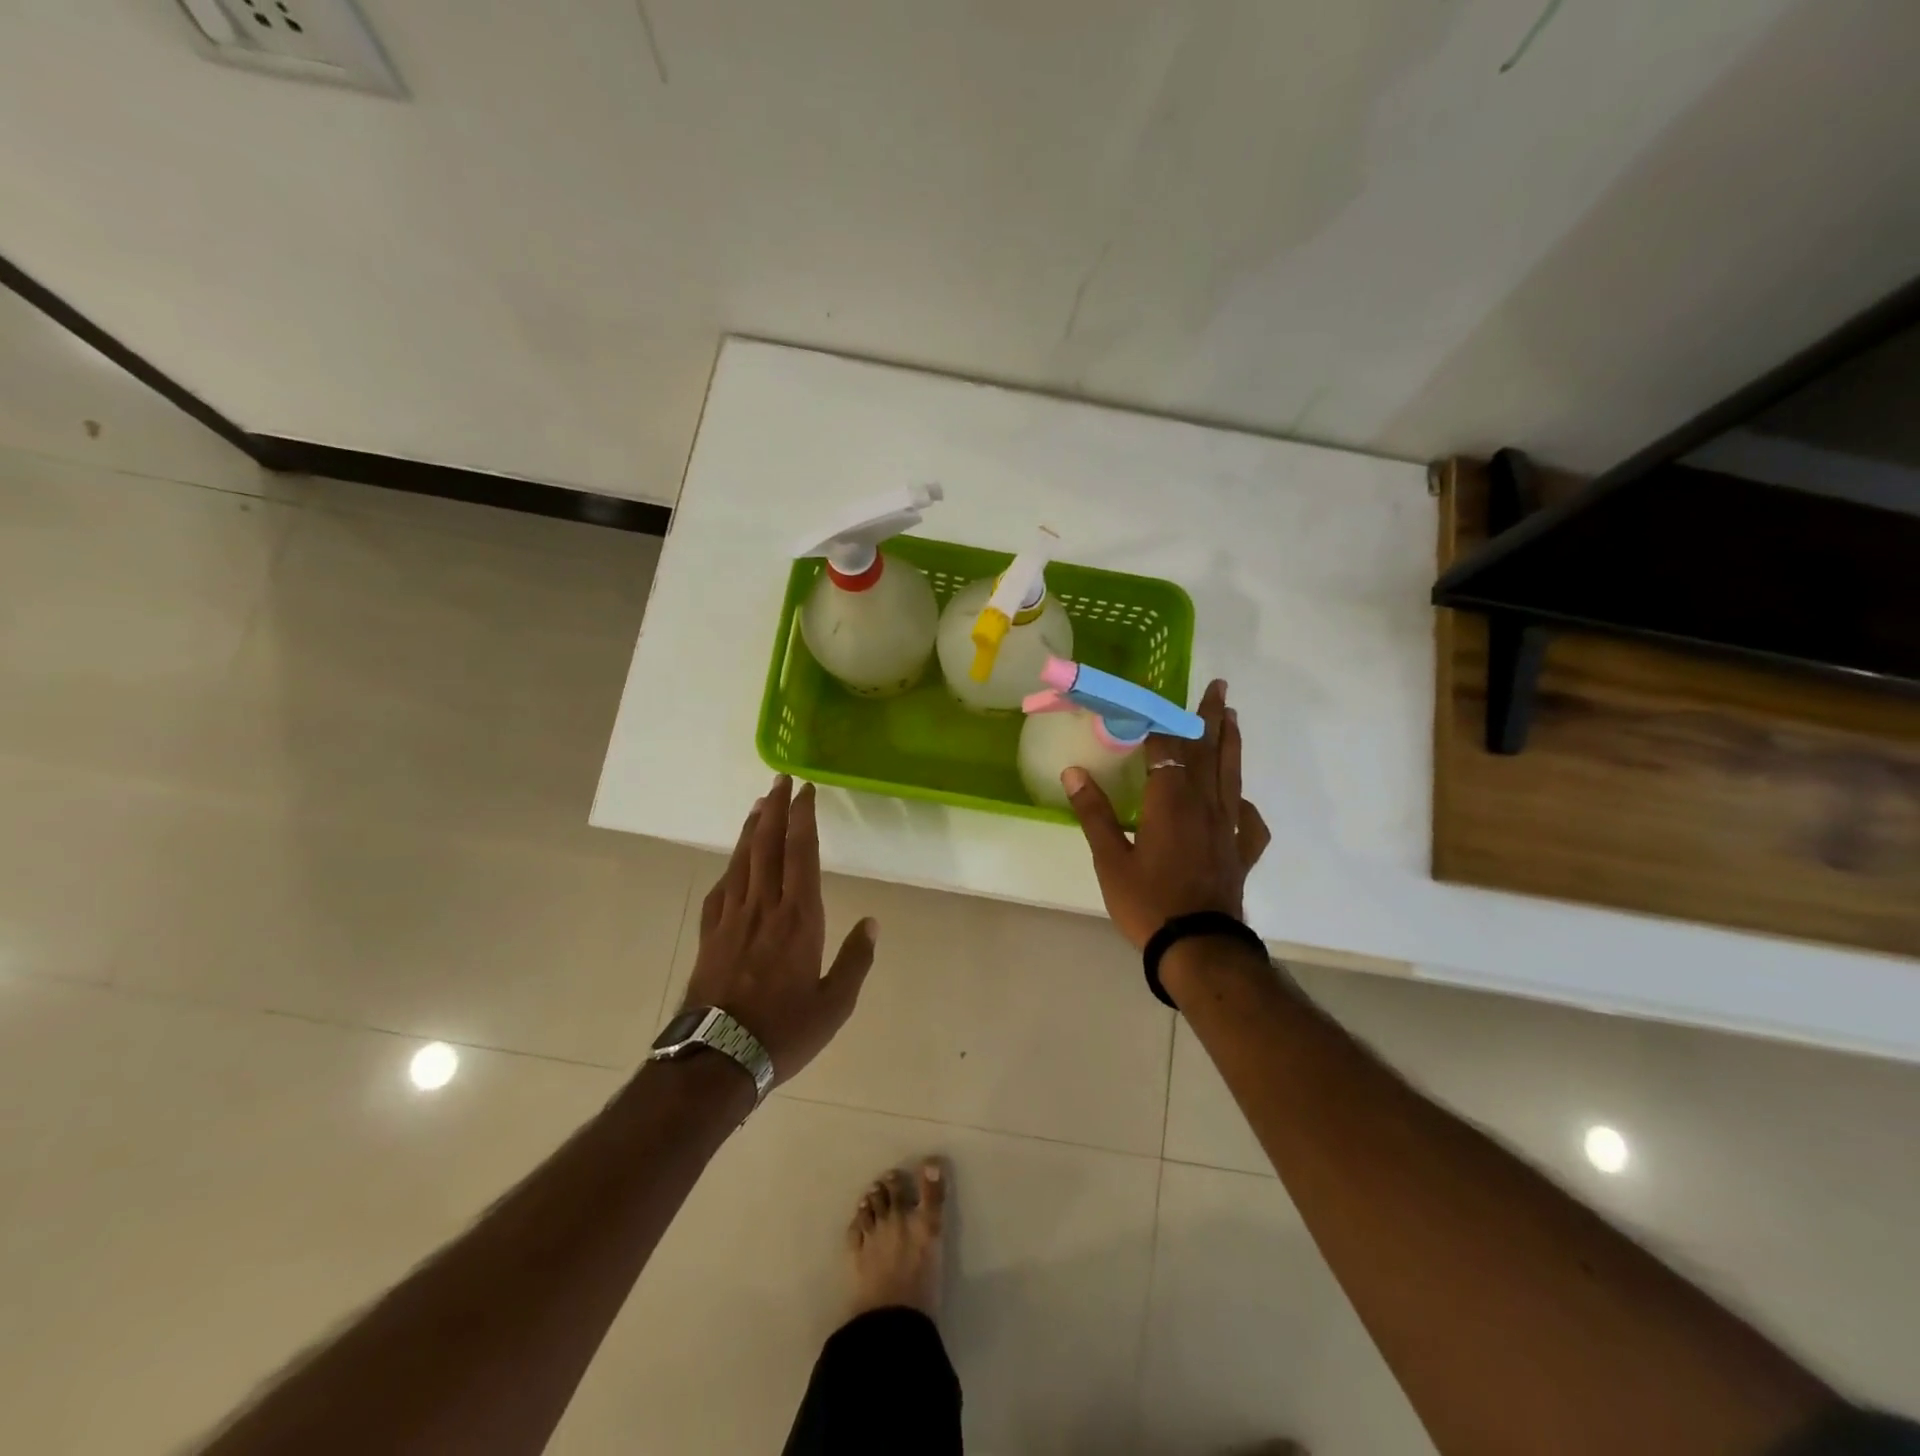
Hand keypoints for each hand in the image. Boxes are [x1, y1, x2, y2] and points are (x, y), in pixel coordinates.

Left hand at [682, 776, 876, 1084]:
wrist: (717, 1058)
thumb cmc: (783, 1031)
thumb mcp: (835, 1004)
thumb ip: (856, 960)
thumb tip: (872, 922)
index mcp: (799, 918)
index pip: (801, 853)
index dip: (803, 818)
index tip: (805, 790)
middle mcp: (764, 907)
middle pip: (768, 846)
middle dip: (775, 808)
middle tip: (780, 779)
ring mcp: (732, 918)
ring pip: (742, 860)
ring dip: (751, 828)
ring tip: (759, 804)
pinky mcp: (710, 934)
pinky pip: (721, 888)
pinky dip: (729, 865)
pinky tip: (732, 861)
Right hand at [1062, 678, 1271, 949]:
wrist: (1199, 947)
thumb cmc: (1148, 902)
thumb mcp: (1110, 860)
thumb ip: (1094, 813)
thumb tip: (1074, 772)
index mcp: (1170, 800)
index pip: (1167, 746)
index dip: (1161, 718)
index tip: (1158, 695)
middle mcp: (1204, 804)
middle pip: (1208, 751)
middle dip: (1210, 717)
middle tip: (1219, 688)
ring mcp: (1227, 827)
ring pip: (1231, 775)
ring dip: (1231, 744)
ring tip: (1234, 719)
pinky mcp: (1239, 852)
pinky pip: (1247, 820)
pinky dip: (1244, 804)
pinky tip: (1239, 801)